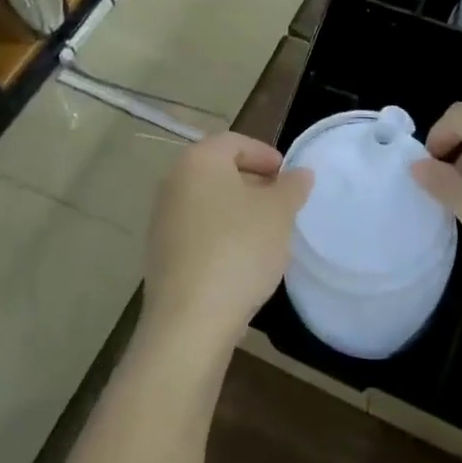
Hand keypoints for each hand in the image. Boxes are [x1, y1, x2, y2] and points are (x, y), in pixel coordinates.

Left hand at [141, 132, 312, 352]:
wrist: (191, 320)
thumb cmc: (239, 249)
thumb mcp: (279, 213)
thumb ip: (292, 187)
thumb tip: (300, 174)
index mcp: (199, 161)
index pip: (234, 142)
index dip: (265, 155)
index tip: (287, 177)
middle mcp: (173, 183)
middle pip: (218, 171)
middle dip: (253, 183)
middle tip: (282, 204)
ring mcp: (162, 221)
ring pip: (208, 203)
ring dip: (238, 211)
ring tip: (267, 234)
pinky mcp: (161, 255)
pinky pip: (197, 232)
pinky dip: (221, 235)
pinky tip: (242, 261)